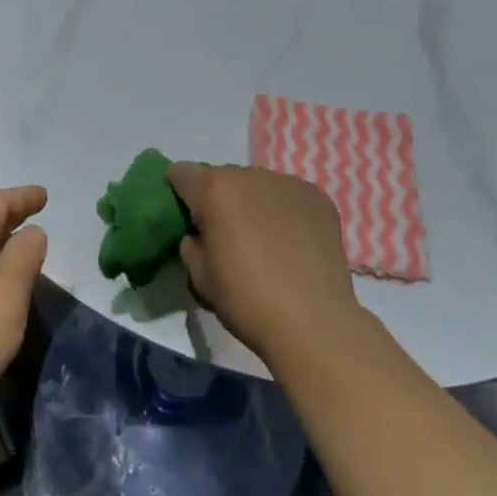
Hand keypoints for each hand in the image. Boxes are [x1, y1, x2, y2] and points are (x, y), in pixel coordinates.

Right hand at [168, 163, 359, 361]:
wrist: (313, 323)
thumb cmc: (247, 300)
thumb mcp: (199, 277)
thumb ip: (190, 244)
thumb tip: (198, 235)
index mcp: (215, 189)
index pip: (182, 173)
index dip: (179, 194)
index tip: (186, 219)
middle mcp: (250, 175)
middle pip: (223, 178)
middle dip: (219, 199)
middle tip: (226, 235)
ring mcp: (288, 183)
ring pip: (258, 185)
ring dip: (252, 203)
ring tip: (263, 239)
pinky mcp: (317, 197)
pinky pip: (288, 196)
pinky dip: (284, 211)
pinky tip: (292, 241)